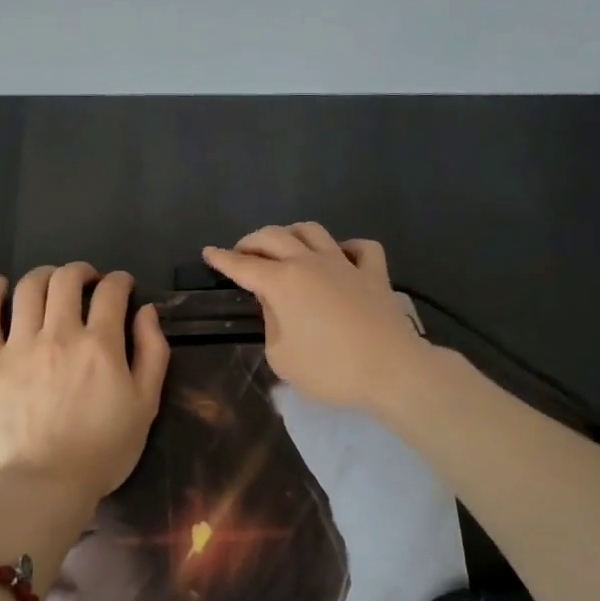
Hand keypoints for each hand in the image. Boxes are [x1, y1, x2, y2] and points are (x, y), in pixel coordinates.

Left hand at [0, 264, 170, 509]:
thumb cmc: (103, 450)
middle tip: (89, 282)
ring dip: (45, 275)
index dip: (120, 281)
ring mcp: (19, 345)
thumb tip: (146, 310)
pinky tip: (0, 285)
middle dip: (82, 271)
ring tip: (53, 283)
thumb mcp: (146, 404)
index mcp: (100, 344)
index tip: (123, 286)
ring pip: (28, 288)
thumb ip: (152, 351)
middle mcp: (58, 333)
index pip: (111, 291)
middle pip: (67, 279)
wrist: (45, 485)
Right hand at [202, 224, 433, 412]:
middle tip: (242, 254)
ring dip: (292, 234)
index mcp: (282, 282)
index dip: (222, 259)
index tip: (209, 252)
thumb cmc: (330, 370)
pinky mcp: (374, 273)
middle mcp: (310, 262)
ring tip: (284, 248)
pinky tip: (341, 257)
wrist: (391, 370)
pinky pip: (360, 247)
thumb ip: (271, 324)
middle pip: (274, 236)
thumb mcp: (282, 357)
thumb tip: (276, 304)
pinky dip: (347, 247)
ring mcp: (344, 263)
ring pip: (312, 230)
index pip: (243, 265)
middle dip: (251, 241)